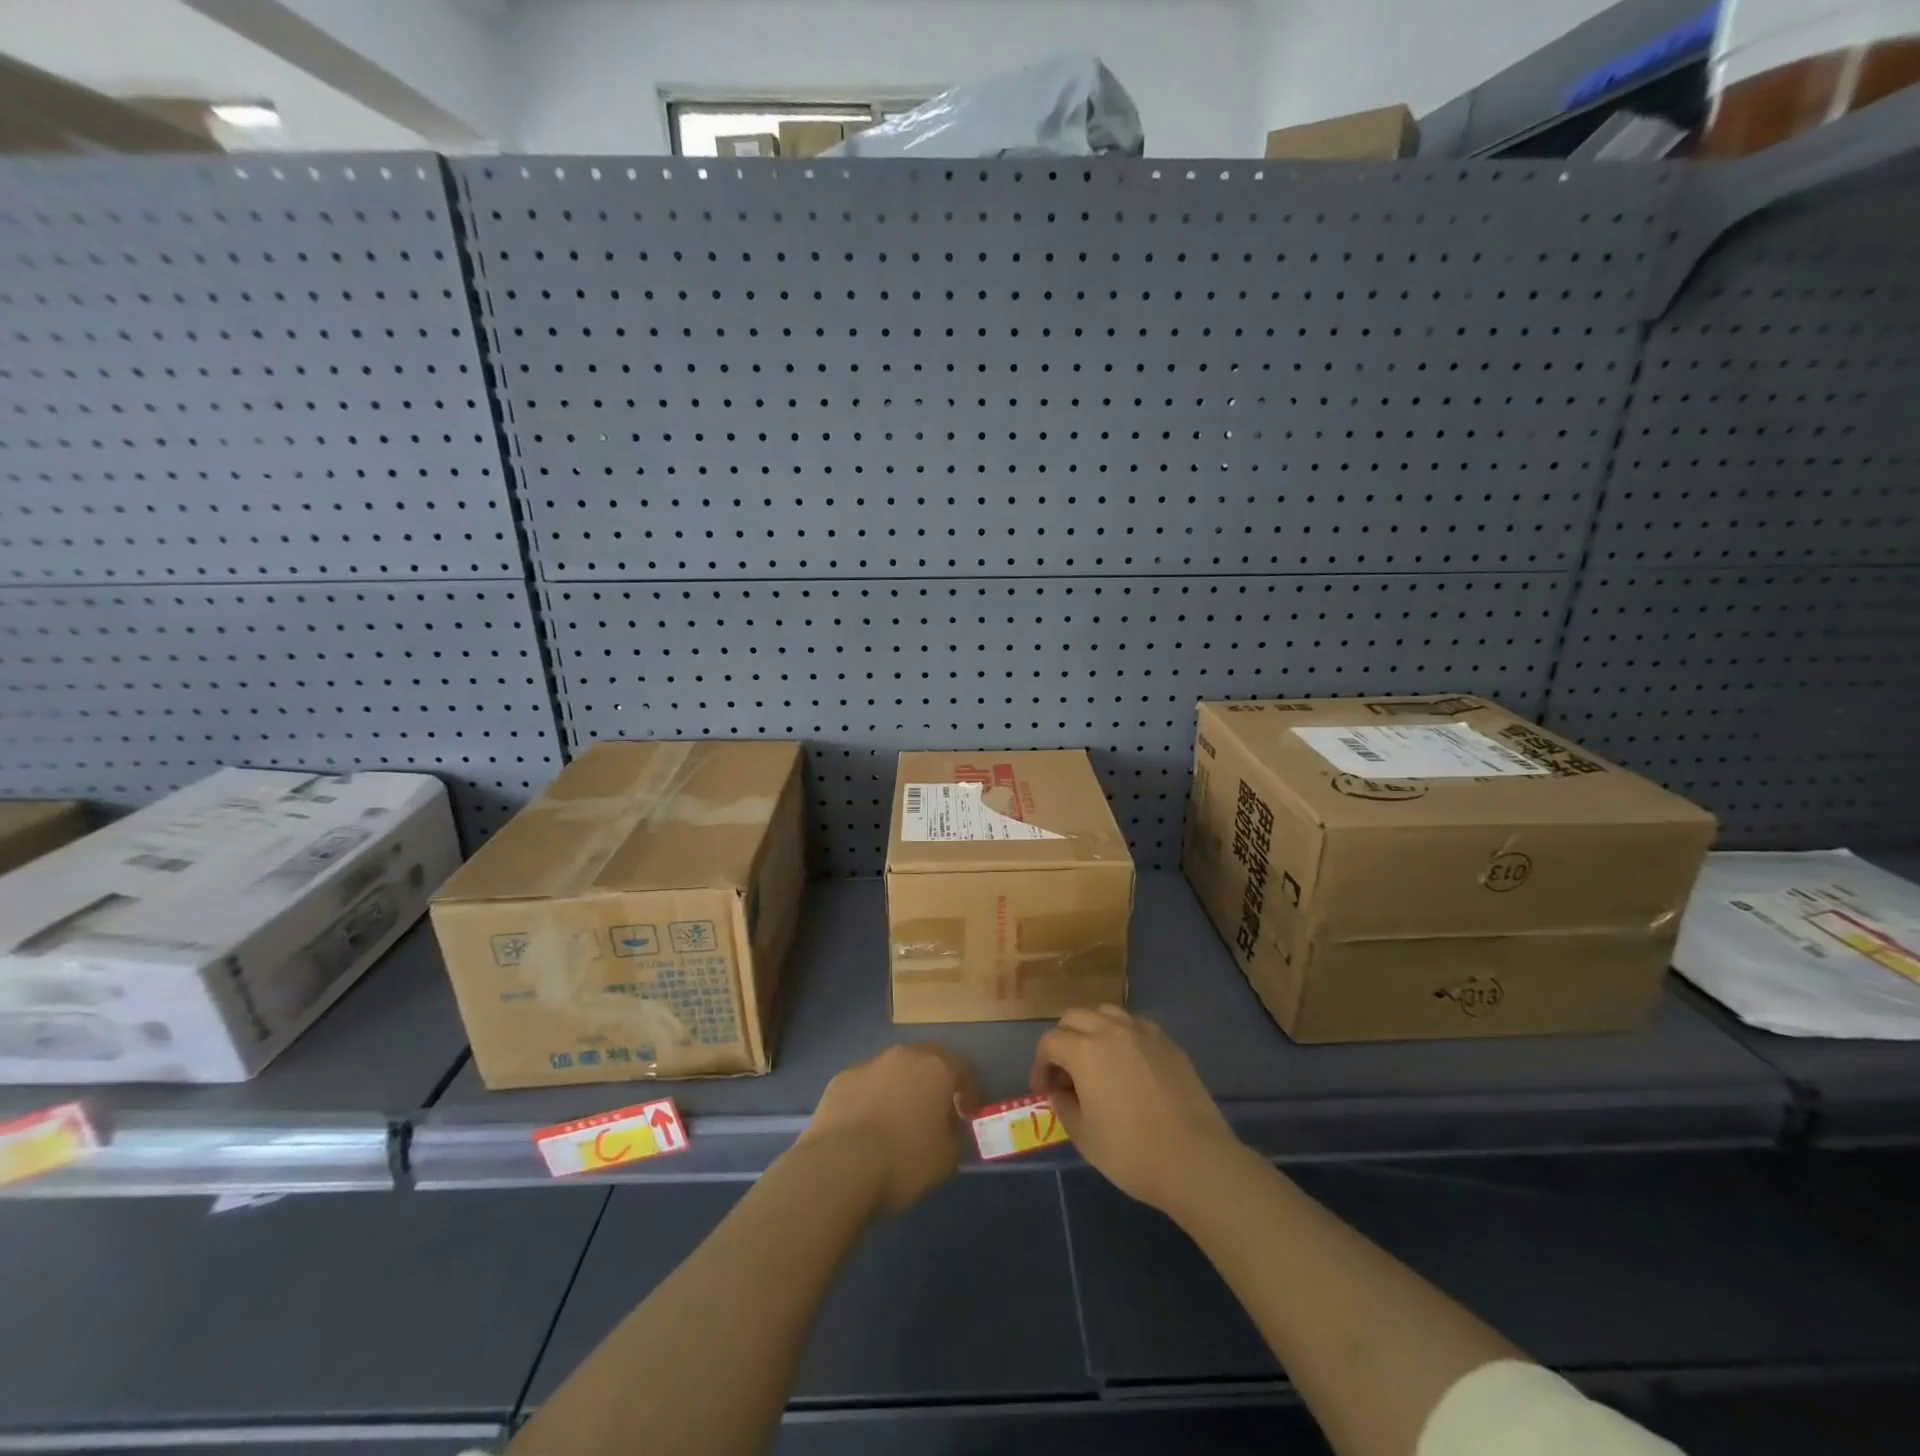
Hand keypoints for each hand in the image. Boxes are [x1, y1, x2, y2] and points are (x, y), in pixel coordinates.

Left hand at [798, 1043, 978, 1214]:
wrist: (839, 1165)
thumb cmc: (904, 1160)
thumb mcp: (946, 1159)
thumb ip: (954, 1136)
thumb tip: (948, 1128)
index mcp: (935, 1068)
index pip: (961, 1069)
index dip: (968, 1091)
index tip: (968, 1113)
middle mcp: (903, 1056)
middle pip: (926, 1060)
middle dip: (933, 1082)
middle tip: (935, 1110)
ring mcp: (868, 1064)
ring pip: (893, 1070)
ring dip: (900, 1088)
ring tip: (898, 1120)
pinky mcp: (840, 1080)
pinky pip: (865, 1086)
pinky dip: (871, 1099)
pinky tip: (867, 1126)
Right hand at [1030, 1005, 1242, 1214]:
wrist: (1195, 1159)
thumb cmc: (1131, 1151)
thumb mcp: (1084, 1136)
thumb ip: (1064, 1106)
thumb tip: (1061, 1092)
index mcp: (1085, 1050)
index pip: (1050, 1042)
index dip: (1041, 1065)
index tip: (1044, 1091)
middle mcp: (1111, 1030)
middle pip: (1075, 1017)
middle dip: (1063, 1040)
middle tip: (1066, 1074)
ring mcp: (1143, 1032)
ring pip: (1106, 1013)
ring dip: (1092, 1031)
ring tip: (1096, 1062)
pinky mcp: (1168, 1043)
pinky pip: (1135, 1026)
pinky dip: (1122, 1037)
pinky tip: (1128, 1066)